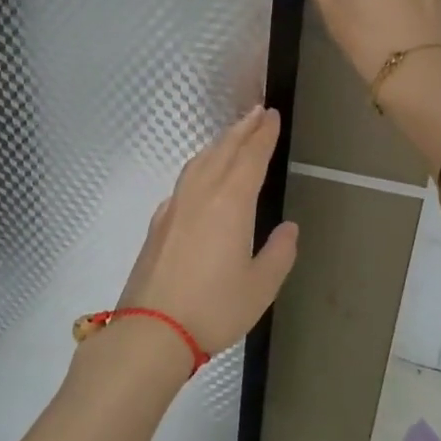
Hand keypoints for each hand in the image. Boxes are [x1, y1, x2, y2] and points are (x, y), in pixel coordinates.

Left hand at [114, 107, 299, 356]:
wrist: (152, 329)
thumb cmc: (214, 308)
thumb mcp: (260, 286)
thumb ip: (279, 253)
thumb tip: (288, 227)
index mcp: (230, 203)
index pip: (250, 157)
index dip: (263, 135)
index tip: (271, 115)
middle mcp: (201, 194)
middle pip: (223, 151)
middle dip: (242, 130)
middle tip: (256, 112)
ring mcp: (175, 206)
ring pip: (199, 162)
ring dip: (218, 144)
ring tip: (231, 136)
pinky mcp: (159, 223)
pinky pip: (184, 181)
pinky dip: (199, 167)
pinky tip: (200, 177)